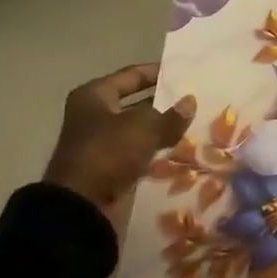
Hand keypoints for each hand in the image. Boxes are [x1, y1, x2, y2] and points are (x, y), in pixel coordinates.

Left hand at [43, 64, 194, 215]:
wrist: (82, 205)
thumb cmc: (108, 152)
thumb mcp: (145, 127)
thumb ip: (171, 115)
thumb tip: (190, 101)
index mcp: (94, 95)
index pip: (132, 75)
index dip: (158, 72)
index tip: (184, 72)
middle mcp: (94, 115)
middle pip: (135, 103)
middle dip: (163, 104)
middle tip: (194, 100)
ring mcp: (100, 143)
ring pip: (138, 130)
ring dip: (162, 129)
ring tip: (193, 124)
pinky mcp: (109, 168)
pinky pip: (138, 153)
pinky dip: (155, 151)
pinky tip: (180, 149)